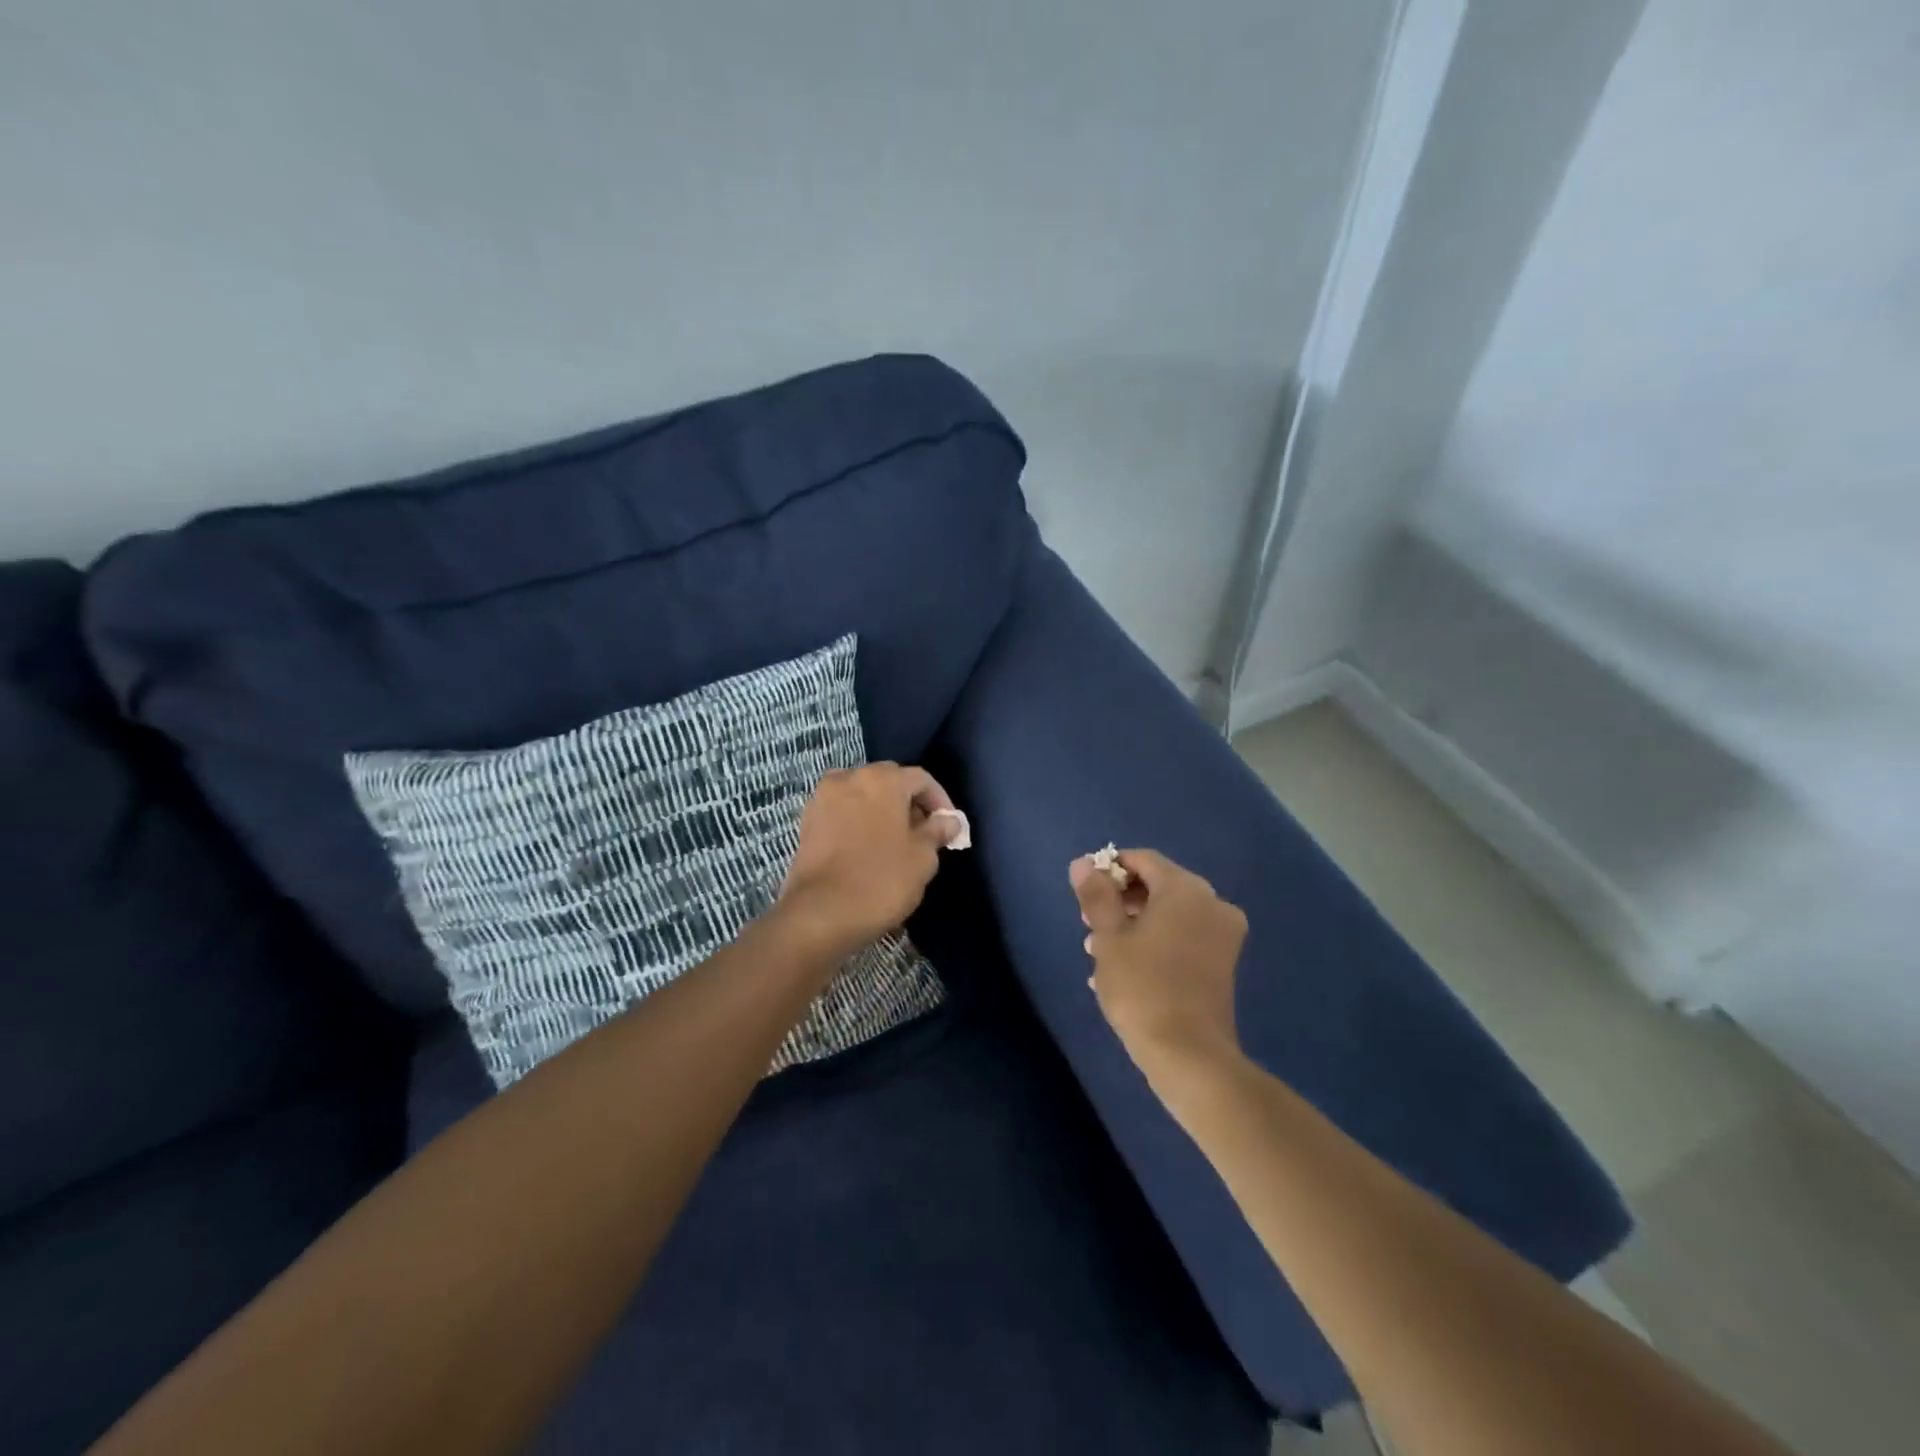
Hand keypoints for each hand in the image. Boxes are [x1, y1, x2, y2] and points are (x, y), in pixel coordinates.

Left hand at [778, 763, 959, 954]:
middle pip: (889, 781)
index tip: (950, 828)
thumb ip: (937, 831)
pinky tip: (868, 849)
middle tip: (924, 834)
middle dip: (910, 804)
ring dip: (882, 812)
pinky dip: (859, 823)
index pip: (921, 779)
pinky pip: (843, 812)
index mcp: (882, 779)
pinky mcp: (807, 822)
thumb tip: (948, 821)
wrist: (820, 914)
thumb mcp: (923, 858)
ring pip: (863, 796)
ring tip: (896, 843)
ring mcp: (823, 798)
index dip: (941, 801)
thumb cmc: (881, 880)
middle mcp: (849, 777)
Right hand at [1071, 849, 1247, 1085]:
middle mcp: (1212, 903)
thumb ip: (1096, 895)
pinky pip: (1185, 937)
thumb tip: (1083, 863)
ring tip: (1101, 951)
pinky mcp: (1224, 963)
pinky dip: (1157, 941)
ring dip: (1136, 924)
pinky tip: (1127, 969)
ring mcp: (1223, 934)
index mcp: (1185, 889)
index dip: (1111, 868)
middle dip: (1122, 900)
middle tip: (1089, 925)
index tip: (1086, 892)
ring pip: (1171, 914)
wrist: (1188, 1054)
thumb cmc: (1142, 987)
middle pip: (1160, 885)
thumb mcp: (1109, 937)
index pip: (1144, 860)